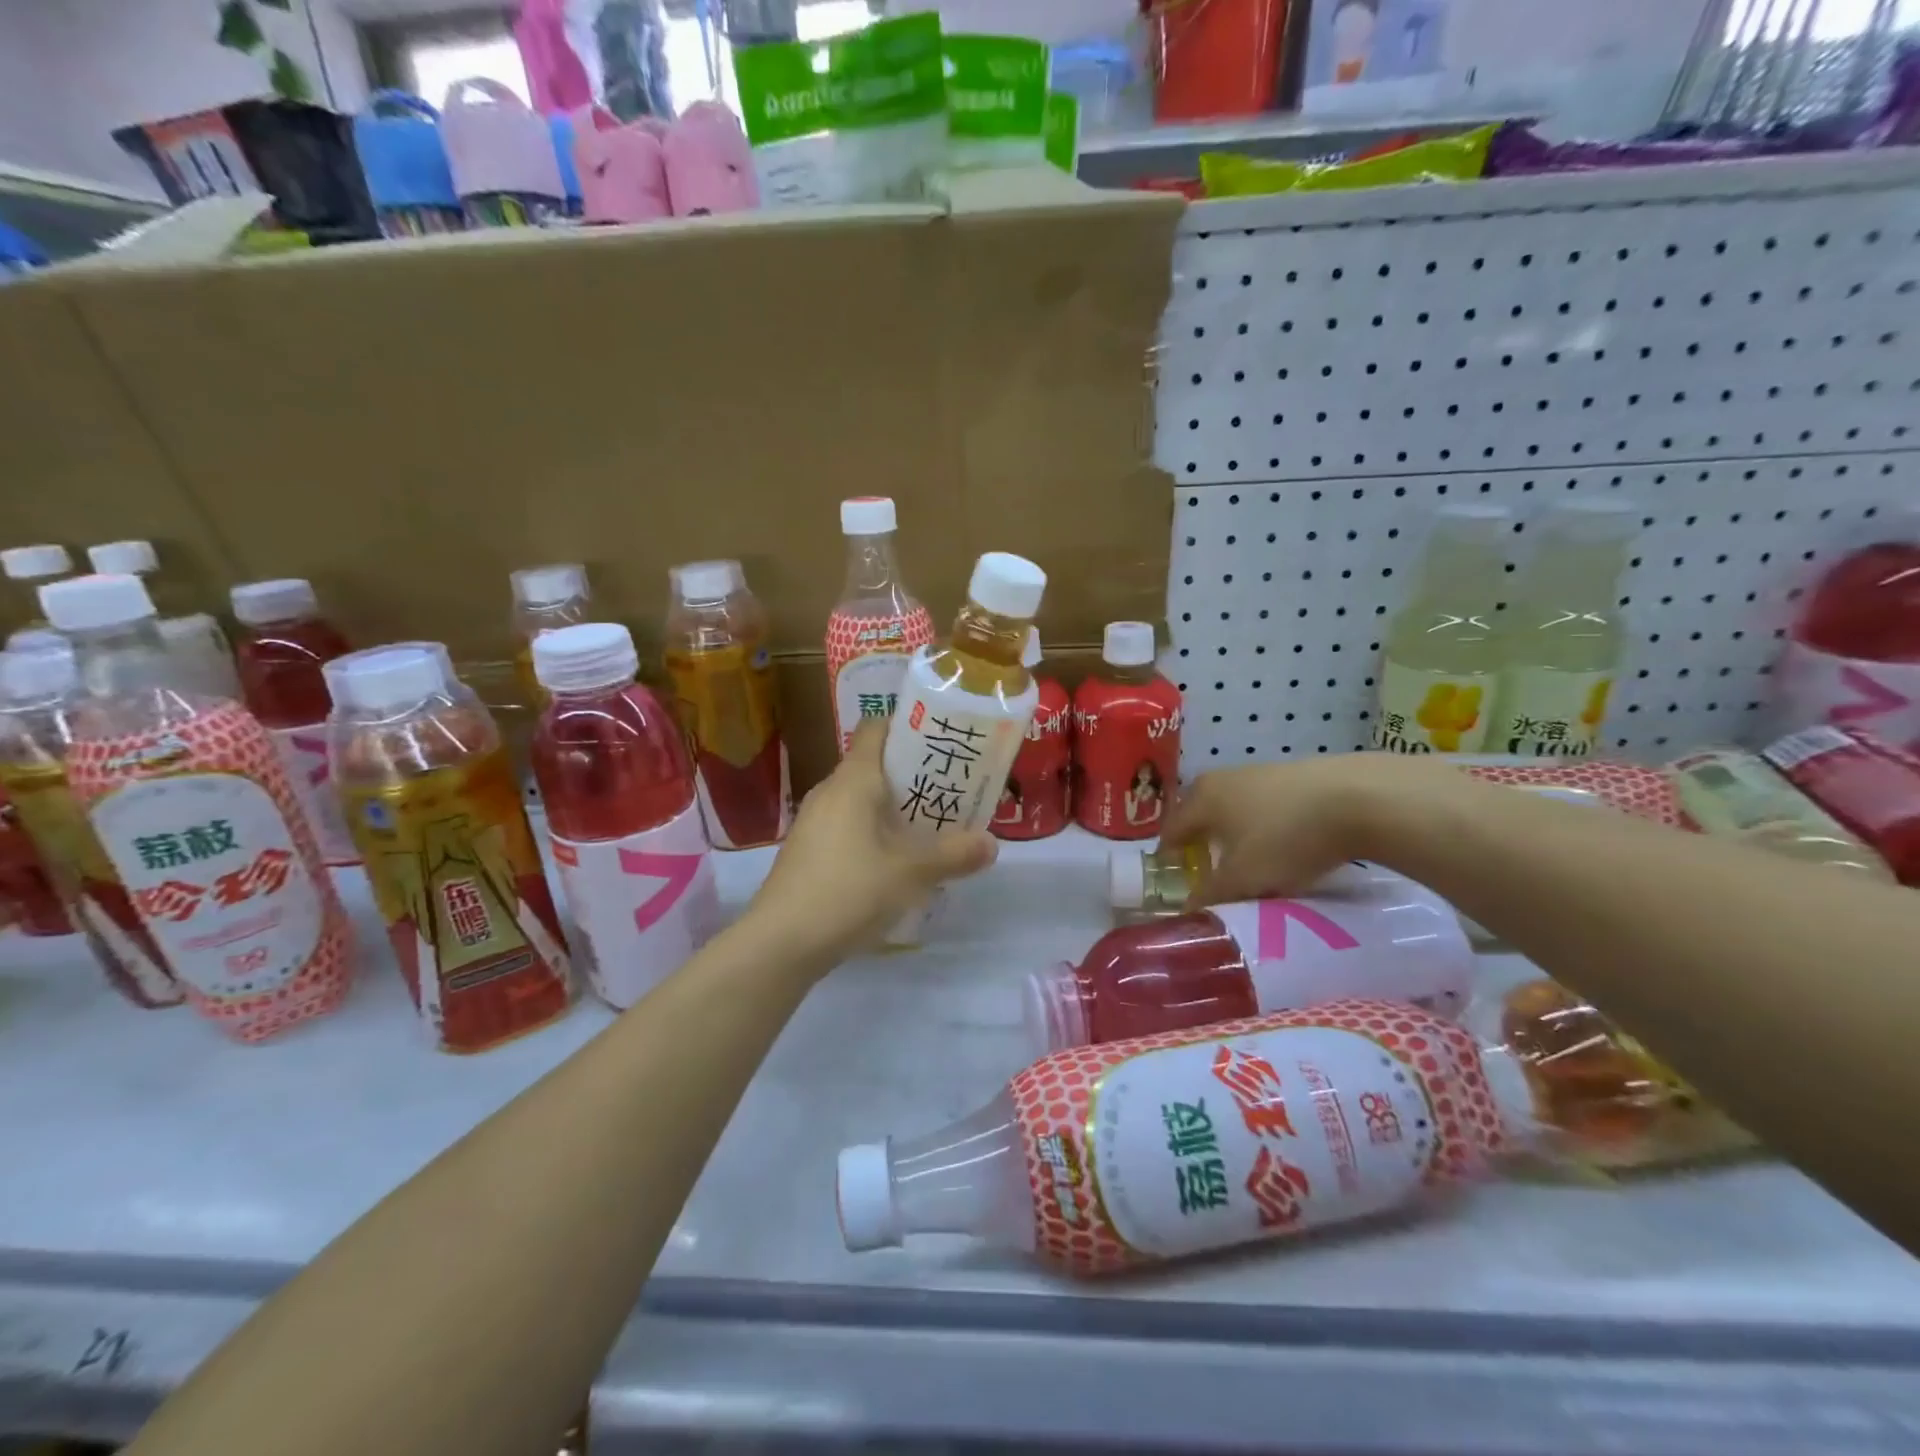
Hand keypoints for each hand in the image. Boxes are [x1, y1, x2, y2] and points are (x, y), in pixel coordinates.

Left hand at [745, 720, 996, 967]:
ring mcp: (814, 822)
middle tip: (951, 790)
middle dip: (913, 775)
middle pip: (874, 765)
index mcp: (853, 780)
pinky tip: (896, 862)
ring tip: (931, 827)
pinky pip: (848, 826)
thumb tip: (992, 844)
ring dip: (895, 809)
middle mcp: (830, 791)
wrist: (780, 943)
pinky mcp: (808, 851)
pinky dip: (875, 833)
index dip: (909, 727)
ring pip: (861, 800)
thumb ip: (953, 855)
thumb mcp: (911, 874)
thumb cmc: (848, 892)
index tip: (943, 742)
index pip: (877, 728)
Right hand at [1161, 753, 1466, 906]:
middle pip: (1202, 816)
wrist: (1358, 799)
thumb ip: (1211, 895)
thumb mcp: (1243, 878)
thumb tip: (1189, 910)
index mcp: (1201, 798)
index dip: (1168, 857)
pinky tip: (1287, 847)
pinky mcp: (1295, 776)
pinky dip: (1268, 828)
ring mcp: (1261, 772)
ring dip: (1237, 836)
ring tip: (1253, 865)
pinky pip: (1268, 807)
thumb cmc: (1284, 838)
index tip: (1173, 881)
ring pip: (1236, 811)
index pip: (1171, 829)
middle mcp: (1223, 779)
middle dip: (1203, 845)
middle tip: (1211, 874)